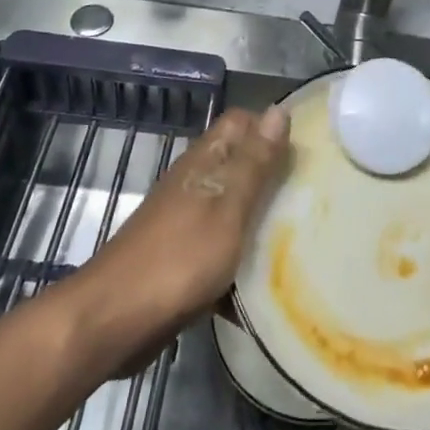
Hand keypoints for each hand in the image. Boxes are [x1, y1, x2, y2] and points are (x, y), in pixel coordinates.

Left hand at [81, 107, 288, 348]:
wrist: (115, 319)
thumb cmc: (179, 257)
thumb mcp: (227, 206)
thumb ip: (254, 162)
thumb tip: (279, 110)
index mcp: (204, 161)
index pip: (242, 122)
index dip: (271, 128)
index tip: (306, 150)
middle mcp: (195, 183)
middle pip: (241, 165)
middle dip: (274, 177)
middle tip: (314, 196)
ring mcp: (187, 221)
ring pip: (235, 208)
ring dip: (262, 220)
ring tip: (302, 236)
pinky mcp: (184, 259)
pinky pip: (224, 248)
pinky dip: (243, 259)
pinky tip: (268, 281)